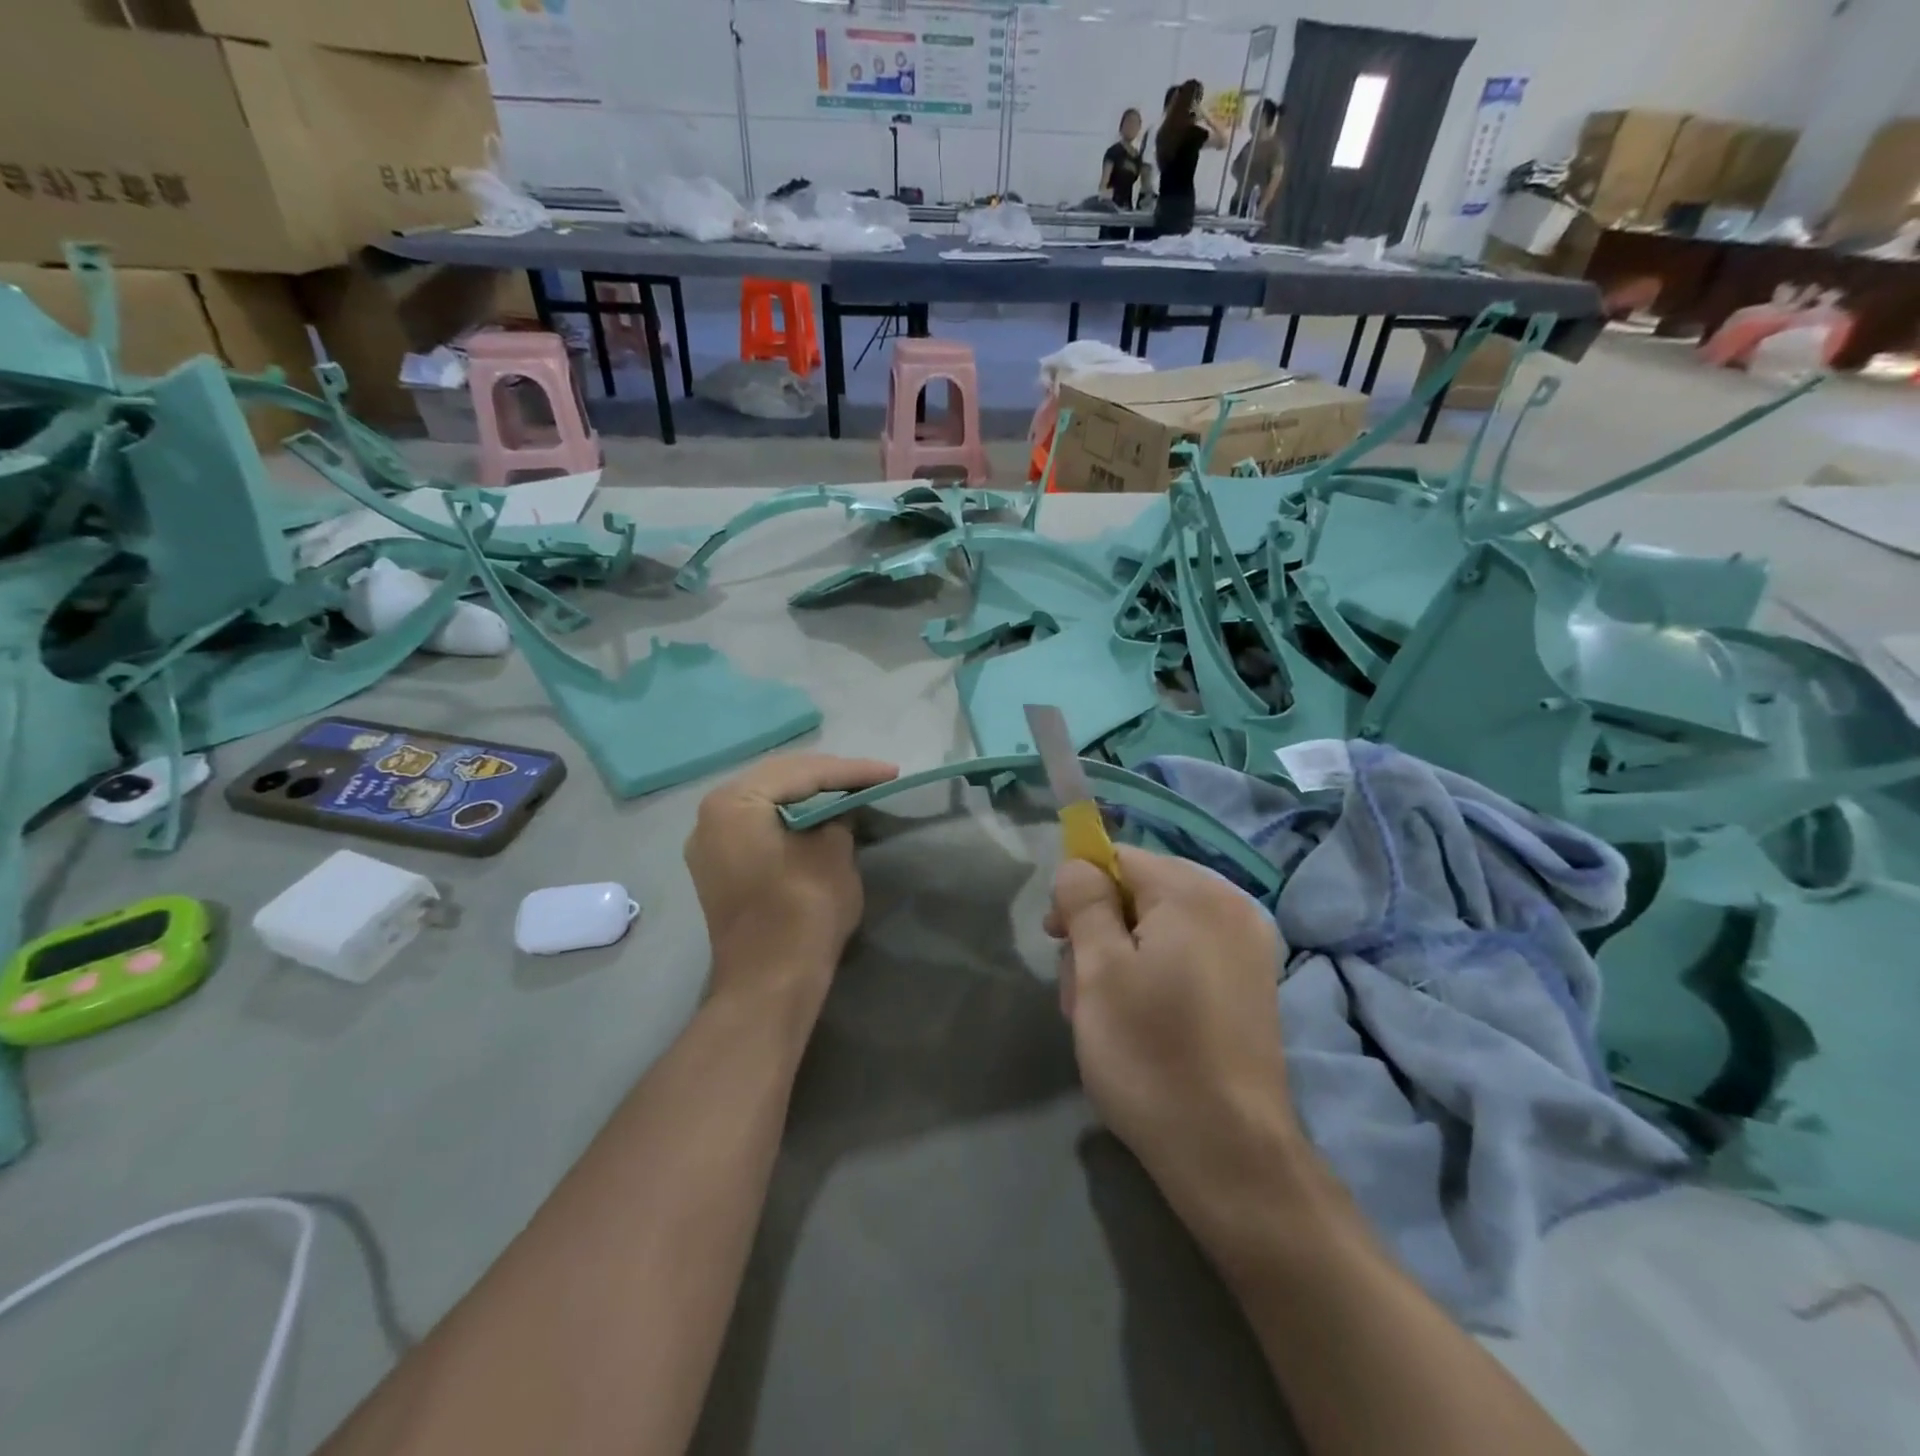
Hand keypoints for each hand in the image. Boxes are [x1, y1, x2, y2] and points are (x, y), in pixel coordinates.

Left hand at [685, 753, 898, 1009]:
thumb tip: (837, 809)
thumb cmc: (803, 911)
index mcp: (734, 802)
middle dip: (827, 777)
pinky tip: (819, 817)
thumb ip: (837, 816)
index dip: (851, 771)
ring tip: (850, 790)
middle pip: (778, 780)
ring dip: (808, 796)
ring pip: (767, 802)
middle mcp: (711, 814)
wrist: (770, 984)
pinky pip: (758, 826)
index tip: (891, 772)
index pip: (802, 773)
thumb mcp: (834, 852)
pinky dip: (790, 818)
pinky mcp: (719, 867)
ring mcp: (710, 843)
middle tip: (872, 776)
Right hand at [1045, 847, 1297, 1201]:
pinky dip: (1155, 975)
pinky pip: (1188, 955)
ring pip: (1160, 927)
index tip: (1056, 937)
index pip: (1119, 858)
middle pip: (1141, 891)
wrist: (1229, 1153)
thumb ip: (1085, 902)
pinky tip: (1141, 1023)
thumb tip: (1079, 865)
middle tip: (1079, 989)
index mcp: (1195, 893)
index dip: (1079, 890)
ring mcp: (1248, 947)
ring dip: (1122, 958)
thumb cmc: (1151, 1053)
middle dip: (1100, 930)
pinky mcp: (1251, 985)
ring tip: (1104, 1017)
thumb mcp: (1099, 971)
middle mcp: (1231, 906)